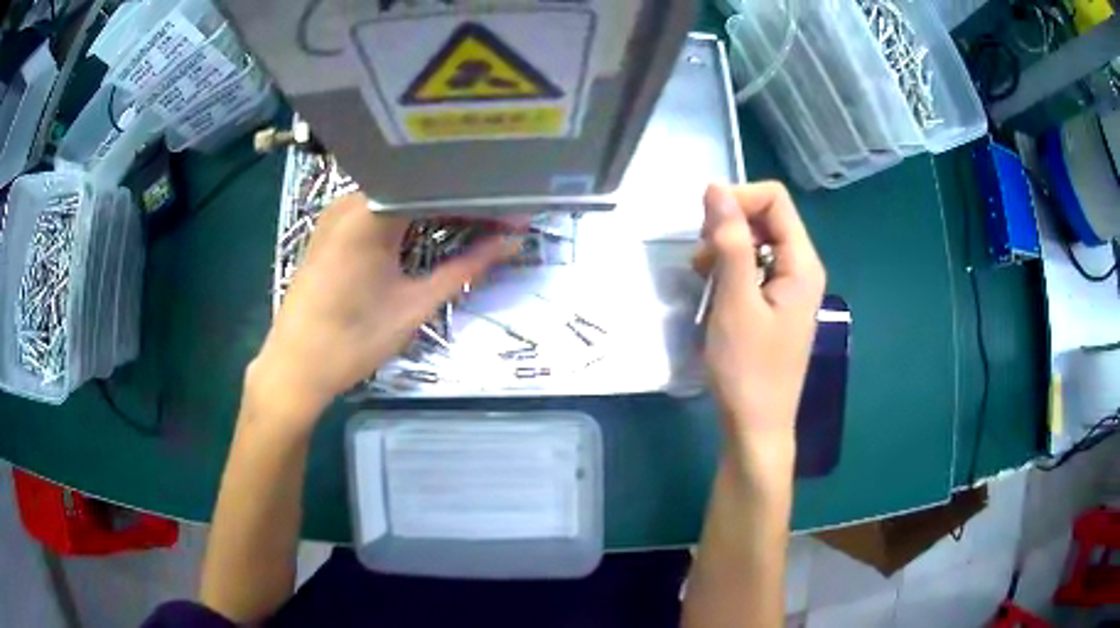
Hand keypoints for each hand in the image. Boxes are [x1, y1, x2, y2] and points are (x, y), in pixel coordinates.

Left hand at [248, 194, 515, 429]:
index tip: (512, 212)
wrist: (295, 368)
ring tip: (474, 223)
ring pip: (398, 198)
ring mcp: (337, 213)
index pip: (438, 187)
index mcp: (372, 211)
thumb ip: (466, 267)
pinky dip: (408, 219)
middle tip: (500, 219)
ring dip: (435, 210)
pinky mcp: (330, 230)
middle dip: (460, 202)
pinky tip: (429, 232)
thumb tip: (512, 242)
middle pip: (418, 187)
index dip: (479, 199)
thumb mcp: (416, 304)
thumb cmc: (353, 339)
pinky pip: (378, 211)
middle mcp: (352, 199)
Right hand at [694, 183, 825, 458]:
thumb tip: (716, 188)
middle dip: (729, 225)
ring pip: (757, 242)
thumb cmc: (747, 369)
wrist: (756, 427)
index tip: (704, 225)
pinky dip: (730, 270)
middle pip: (767, 218)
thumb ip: (730, 242)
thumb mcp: (735, 301)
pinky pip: (754, 269)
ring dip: (725, 249)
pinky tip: (714, 293)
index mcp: (801, 263)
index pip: (774, 200)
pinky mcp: (776, 305)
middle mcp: (801, 268)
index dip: (738, 199)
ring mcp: (790, 288)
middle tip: (702, 256)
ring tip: (703, 277)